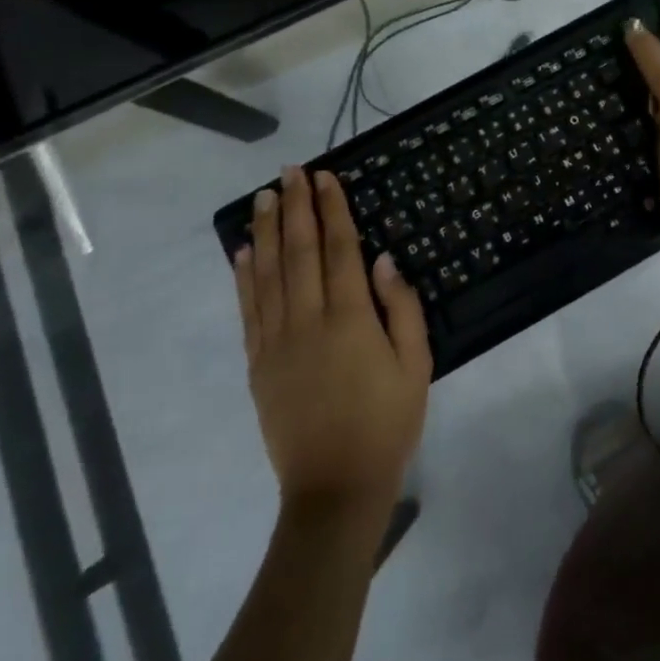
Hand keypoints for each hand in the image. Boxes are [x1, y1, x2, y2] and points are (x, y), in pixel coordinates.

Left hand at [233, 166, 430, 523]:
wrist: (334, 489)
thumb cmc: (387, 423)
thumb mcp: (416, 364)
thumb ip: (401, 308)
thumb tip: (384, 259)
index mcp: (350, 318)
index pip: (339, 249)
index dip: (332, 210)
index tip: (325, 177)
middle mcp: (307, 321)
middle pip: (299, 252)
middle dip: (295, 207)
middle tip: (289, 171)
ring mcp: (276, 342)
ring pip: (268, 274)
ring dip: (266, 231)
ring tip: (263, 197)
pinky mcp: (258, 364)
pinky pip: (248, 310)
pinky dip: (244, 276)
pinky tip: (243, 252)